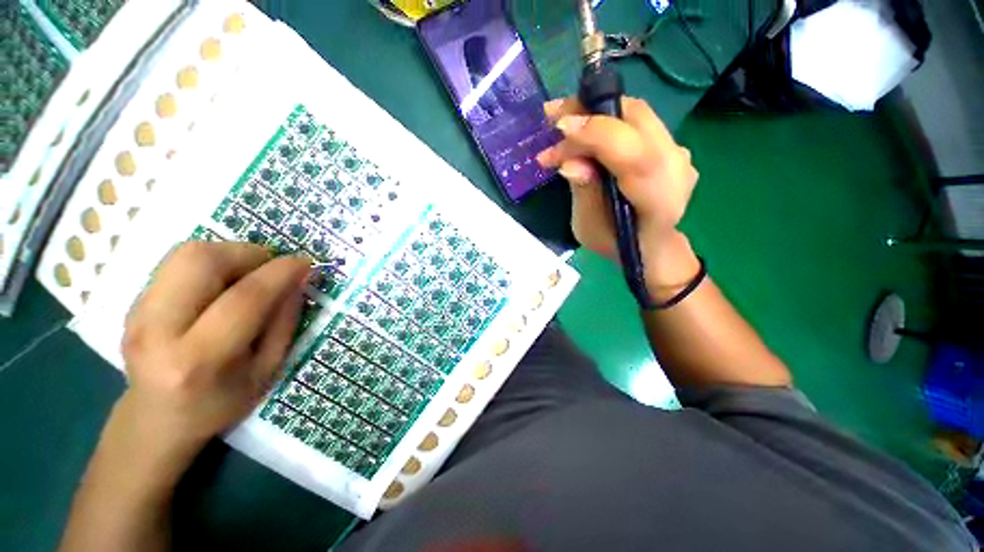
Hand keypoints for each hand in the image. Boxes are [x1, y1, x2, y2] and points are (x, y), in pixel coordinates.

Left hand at [119, 242, 310, 465]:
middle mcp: (157, 330)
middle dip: (248, 253)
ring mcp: (137, 313)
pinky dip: (211, 263)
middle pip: (201, 261)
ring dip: (229, 254)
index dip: (280, 273)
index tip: (305, 263)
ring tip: (247, 274)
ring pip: (186, 253)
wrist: (155, 420)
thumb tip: (299, 279)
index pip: (244, 298)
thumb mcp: (267, 370)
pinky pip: (177, 262)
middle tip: (270, 269)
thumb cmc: (220, 402)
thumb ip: (284, 321)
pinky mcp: (132, 302)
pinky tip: (222, 285)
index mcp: (198, 360)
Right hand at [536, 97, 700, 295]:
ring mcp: (678, 153)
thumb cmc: (613, 242)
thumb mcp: (588, 227)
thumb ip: (583, 192)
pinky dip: (605, 119)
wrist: (648, 244)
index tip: (559, 128)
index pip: (635, 154)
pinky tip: (583, 128)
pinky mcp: (670, 145)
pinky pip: (636, 121)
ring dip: (594, 112)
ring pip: (636, 114)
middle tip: (551, 115)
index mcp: (658, 200)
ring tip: (560, 121)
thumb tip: (569, 162)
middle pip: (636, 120)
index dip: (597, 135)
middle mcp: (676, 170)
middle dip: (589, 112)